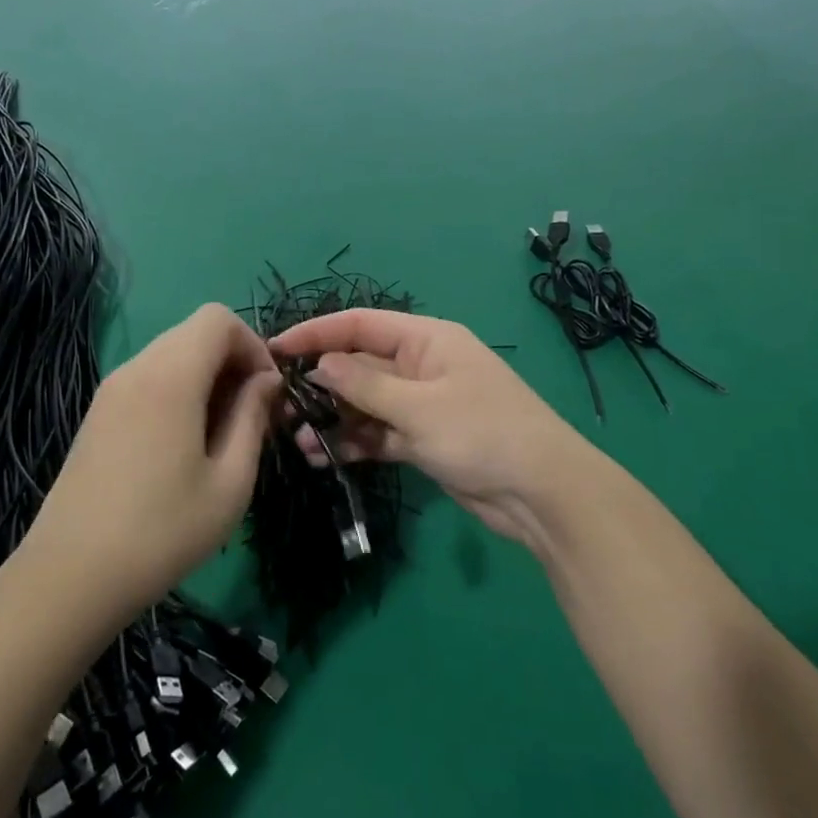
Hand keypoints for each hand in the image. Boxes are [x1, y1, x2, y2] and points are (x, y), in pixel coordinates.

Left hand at [24, 304, 280, 627]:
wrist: (70, 578)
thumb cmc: (162, 532)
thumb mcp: (230, 481)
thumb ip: (253, 417)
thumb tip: (267, 381)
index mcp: (170, 376)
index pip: (218, 318)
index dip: (253, 344)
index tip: (266, 393)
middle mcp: (137, 368)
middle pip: (195, 332)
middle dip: (233, 362)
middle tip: (251, 417)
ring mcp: (111, 390)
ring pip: (172, 354)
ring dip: (207, 378)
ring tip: (221, 435)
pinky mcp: (98, 413)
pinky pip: (149, 378)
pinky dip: (179, 391)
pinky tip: (183, 445)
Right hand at [269, 309, 600, 549]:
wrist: (541, 492)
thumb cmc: (481, 433)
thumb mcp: (418, 407)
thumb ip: (364, 385)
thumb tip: (322, 364)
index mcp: (426, 340)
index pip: (360, 324)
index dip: (317, 333)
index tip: (276, 349)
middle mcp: (422, 365)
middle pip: (360, 364)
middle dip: (322, 383)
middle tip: (279, 405)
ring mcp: (423, 404)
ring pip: (366, 403)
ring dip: (334, 418)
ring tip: (298, 439)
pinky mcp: (424, 439)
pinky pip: (380, 432)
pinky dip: (354, 442)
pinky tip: (323, 457)